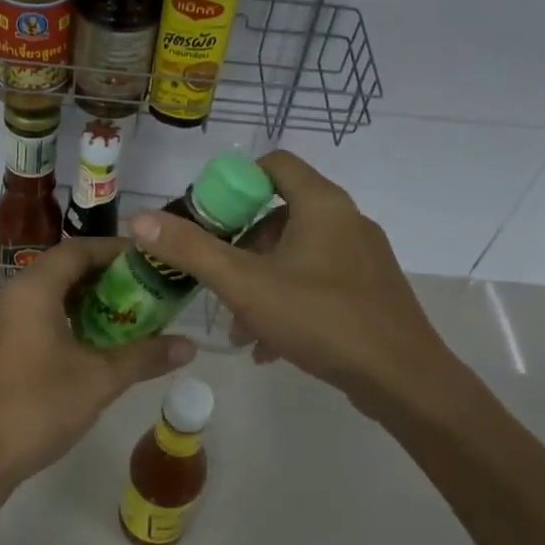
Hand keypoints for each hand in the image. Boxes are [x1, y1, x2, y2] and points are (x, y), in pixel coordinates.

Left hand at [0, 237, 196, 488]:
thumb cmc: (40, 406)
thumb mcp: (100, 379)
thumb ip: (145, 356)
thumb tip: (190, 345)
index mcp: (32, 291)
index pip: (77, 250)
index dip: (115, 250)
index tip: (150, 259)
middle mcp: (11, 296)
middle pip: (63, 268)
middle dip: (105, 275)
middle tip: (145, 287)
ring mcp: (0, 321)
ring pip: (49, 293)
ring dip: (87, 298)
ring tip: (128, 312)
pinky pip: (37, 314)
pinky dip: (68, 316)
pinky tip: (95, 340)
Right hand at [126, 151, 472, 424]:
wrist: (404, 380)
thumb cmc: (322, 319)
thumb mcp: (245, 285)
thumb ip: (190, 250)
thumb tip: (139, 219)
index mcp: (322, 204)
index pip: (273, 165)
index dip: (234, 184)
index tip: (207, 219)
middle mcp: (346, 220)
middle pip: (279, 213)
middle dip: (240, 247)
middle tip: (216, 278)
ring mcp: (362, 256)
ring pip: (295, 253)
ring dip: (259, 281)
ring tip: (237, 324)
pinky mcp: (369, 289)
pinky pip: (316, 280)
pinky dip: (287, 300)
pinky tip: (268, 344)